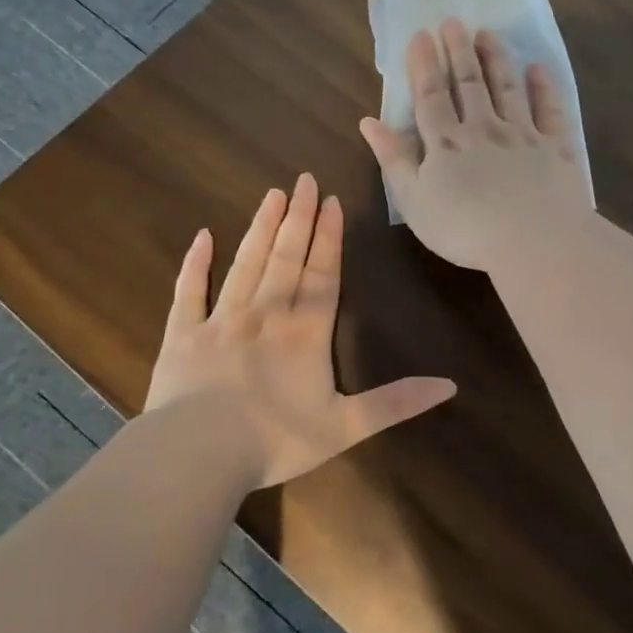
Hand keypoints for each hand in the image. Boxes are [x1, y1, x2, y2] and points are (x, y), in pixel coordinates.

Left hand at [144, 174, 456, 487]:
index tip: (333, 202)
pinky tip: (202, 237)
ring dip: (261, 228)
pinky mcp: (183, 334)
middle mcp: (265, 314)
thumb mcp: (346, 427)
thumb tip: (450, 386)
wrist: (199, 453)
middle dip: (299, 218)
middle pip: (286, 258)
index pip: (323, 275)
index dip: (330, 239)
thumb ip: (396, 403)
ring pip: (246, 264)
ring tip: (272, 195)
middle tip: (305, 180)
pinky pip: (190, 291)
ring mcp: (220, 320)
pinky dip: (195, 263)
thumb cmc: (276, 440)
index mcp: (305, 333)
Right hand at [359, 18, 591, 272]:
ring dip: (497, 59)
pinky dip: (544, 88)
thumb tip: (369, 122)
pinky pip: (550, 111)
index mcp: (446, 143)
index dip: (424, 65)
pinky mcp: (556, 148)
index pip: (431, 96)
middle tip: (454, 21)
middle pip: (469, 84)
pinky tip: (538, 69)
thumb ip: (393, 160)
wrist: (533, 241)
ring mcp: (523, 135)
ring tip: (489, 34)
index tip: (421, 35)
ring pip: (508, 88)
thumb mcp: (414, 202)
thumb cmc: (464, 230)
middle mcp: (483, 129)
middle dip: (459, 51)